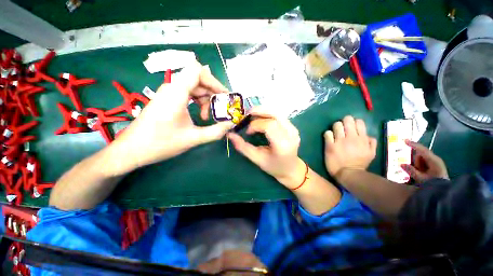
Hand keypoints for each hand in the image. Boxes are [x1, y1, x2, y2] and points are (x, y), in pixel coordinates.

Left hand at [112, 62, 233, 171]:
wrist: (131, 150)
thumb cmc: (160, 143)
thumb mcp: (193, 138)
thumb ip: (216, 131)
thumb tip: (232, 124)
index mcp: (177, 93)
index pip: (197, 71)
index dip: (214, 81)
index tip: (224, 96)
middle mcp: (172, 88)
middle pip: (198, 80)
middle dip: (213, 93)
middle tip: (221, 108)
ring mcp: (168, 93)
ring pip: (193, 87)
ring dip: (205, 99)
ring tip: (208, 116)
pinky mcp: (167, 100)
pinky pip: (187, 94)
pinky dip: (197, 102)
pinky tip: (199, 115)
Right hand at [227, 108, 305, 188]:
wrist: (291, 169)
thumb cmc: (273, 167)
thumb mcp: (257, 159)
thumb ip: (243, 147)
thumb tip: (230, 135)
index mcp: (282, 144)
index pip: (269, 126)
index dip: (256, 125)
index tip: (248, 132)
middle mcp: (291, 134)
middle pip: (275, 114)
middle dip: (259, 111)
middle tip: (247, 114)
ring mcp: (294, 129)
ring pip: (277, 112)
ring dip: (263, 110)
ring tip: (252, 114)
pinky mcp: (293, 127)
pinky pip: (279, 115)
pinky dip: (268, 113)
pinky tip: (261, 117)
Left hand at [324, 116, 376, 180]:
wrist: (348, 174)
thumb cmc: (360, 164)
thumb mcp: (371, 154)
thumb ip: (372, 143)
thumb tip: (369, 135)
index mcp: (362, 139)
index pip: (359, 122)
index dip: (354, 122)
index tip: (351, 126)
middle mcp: (351, 138)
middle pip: (347, 120)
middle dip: (344, 121)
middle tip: (342, 127)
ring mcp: (340, 141)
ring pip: (336, 125)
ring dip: (335, 127)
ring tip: (335, 132)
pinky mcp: (330, 145)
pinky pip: (327, 133)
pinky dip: (327, 134)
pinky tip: (329, 138)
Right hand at [401, 140, 448, 182]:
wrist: (445, 191)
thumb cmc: (434, 184)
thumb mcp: (421, 178)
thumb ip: (411, 171)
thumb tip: (401, 164)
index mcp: (433, 160)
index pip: (422, 150)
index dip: (413, 145)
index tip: (405, 140)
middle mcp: (435, 159)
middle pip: (420, 155)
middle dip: (415, 161)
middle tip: (414, 170)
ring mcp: (436, 162)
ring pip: (421, 159)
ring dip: (418, 165)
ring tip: (419, 174)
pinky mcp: (435, 166)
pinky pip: (424, 162)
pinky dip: (420, 166)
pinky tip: (421, 173)